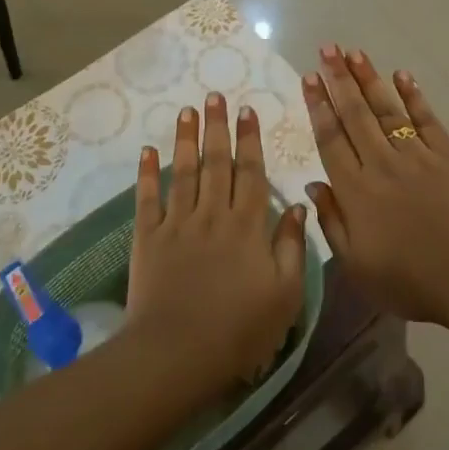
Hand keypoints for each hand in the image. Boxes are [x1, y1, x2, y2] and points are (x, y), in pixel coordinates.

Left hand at [127, 93, 307, 388]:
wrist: (178, 353)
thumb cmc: (240, 328)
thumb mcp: (285, 294)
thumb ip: (293, 246)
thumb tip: (301, 205)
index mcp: (248, 225)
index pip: (251, 172)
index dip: (250, 140)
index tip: (247, 111)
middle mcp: (213, 214)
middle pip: (216, 162)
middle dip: (217, 127)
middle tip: (214, 96)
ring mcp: (178, 223)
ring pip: (183, 171)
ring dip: (185, 139)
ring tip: (187, 110)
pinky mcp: (148, 238)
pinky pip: (148, 199)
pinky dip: (147, 173)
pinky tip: (147, 150)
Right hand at [302, 46, 448, 326]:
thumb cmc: (408, 279)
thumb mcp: (356, 264)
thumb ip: (332, 221)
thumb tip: (314, 185)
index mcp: (355, 190)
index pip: (331, 138)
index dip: (319, 106)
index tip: (310, 78)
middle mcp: (381, 163)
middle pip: (355, 114)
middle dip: (339, 79)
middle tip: (327, 49)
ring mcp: (416, 155)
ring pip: (387, 109)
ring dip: (369, 78)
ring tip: (354, 52)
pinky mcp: (447, 155)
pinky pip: (426, 119)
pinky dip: (413, 95)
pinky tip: (402, 75)